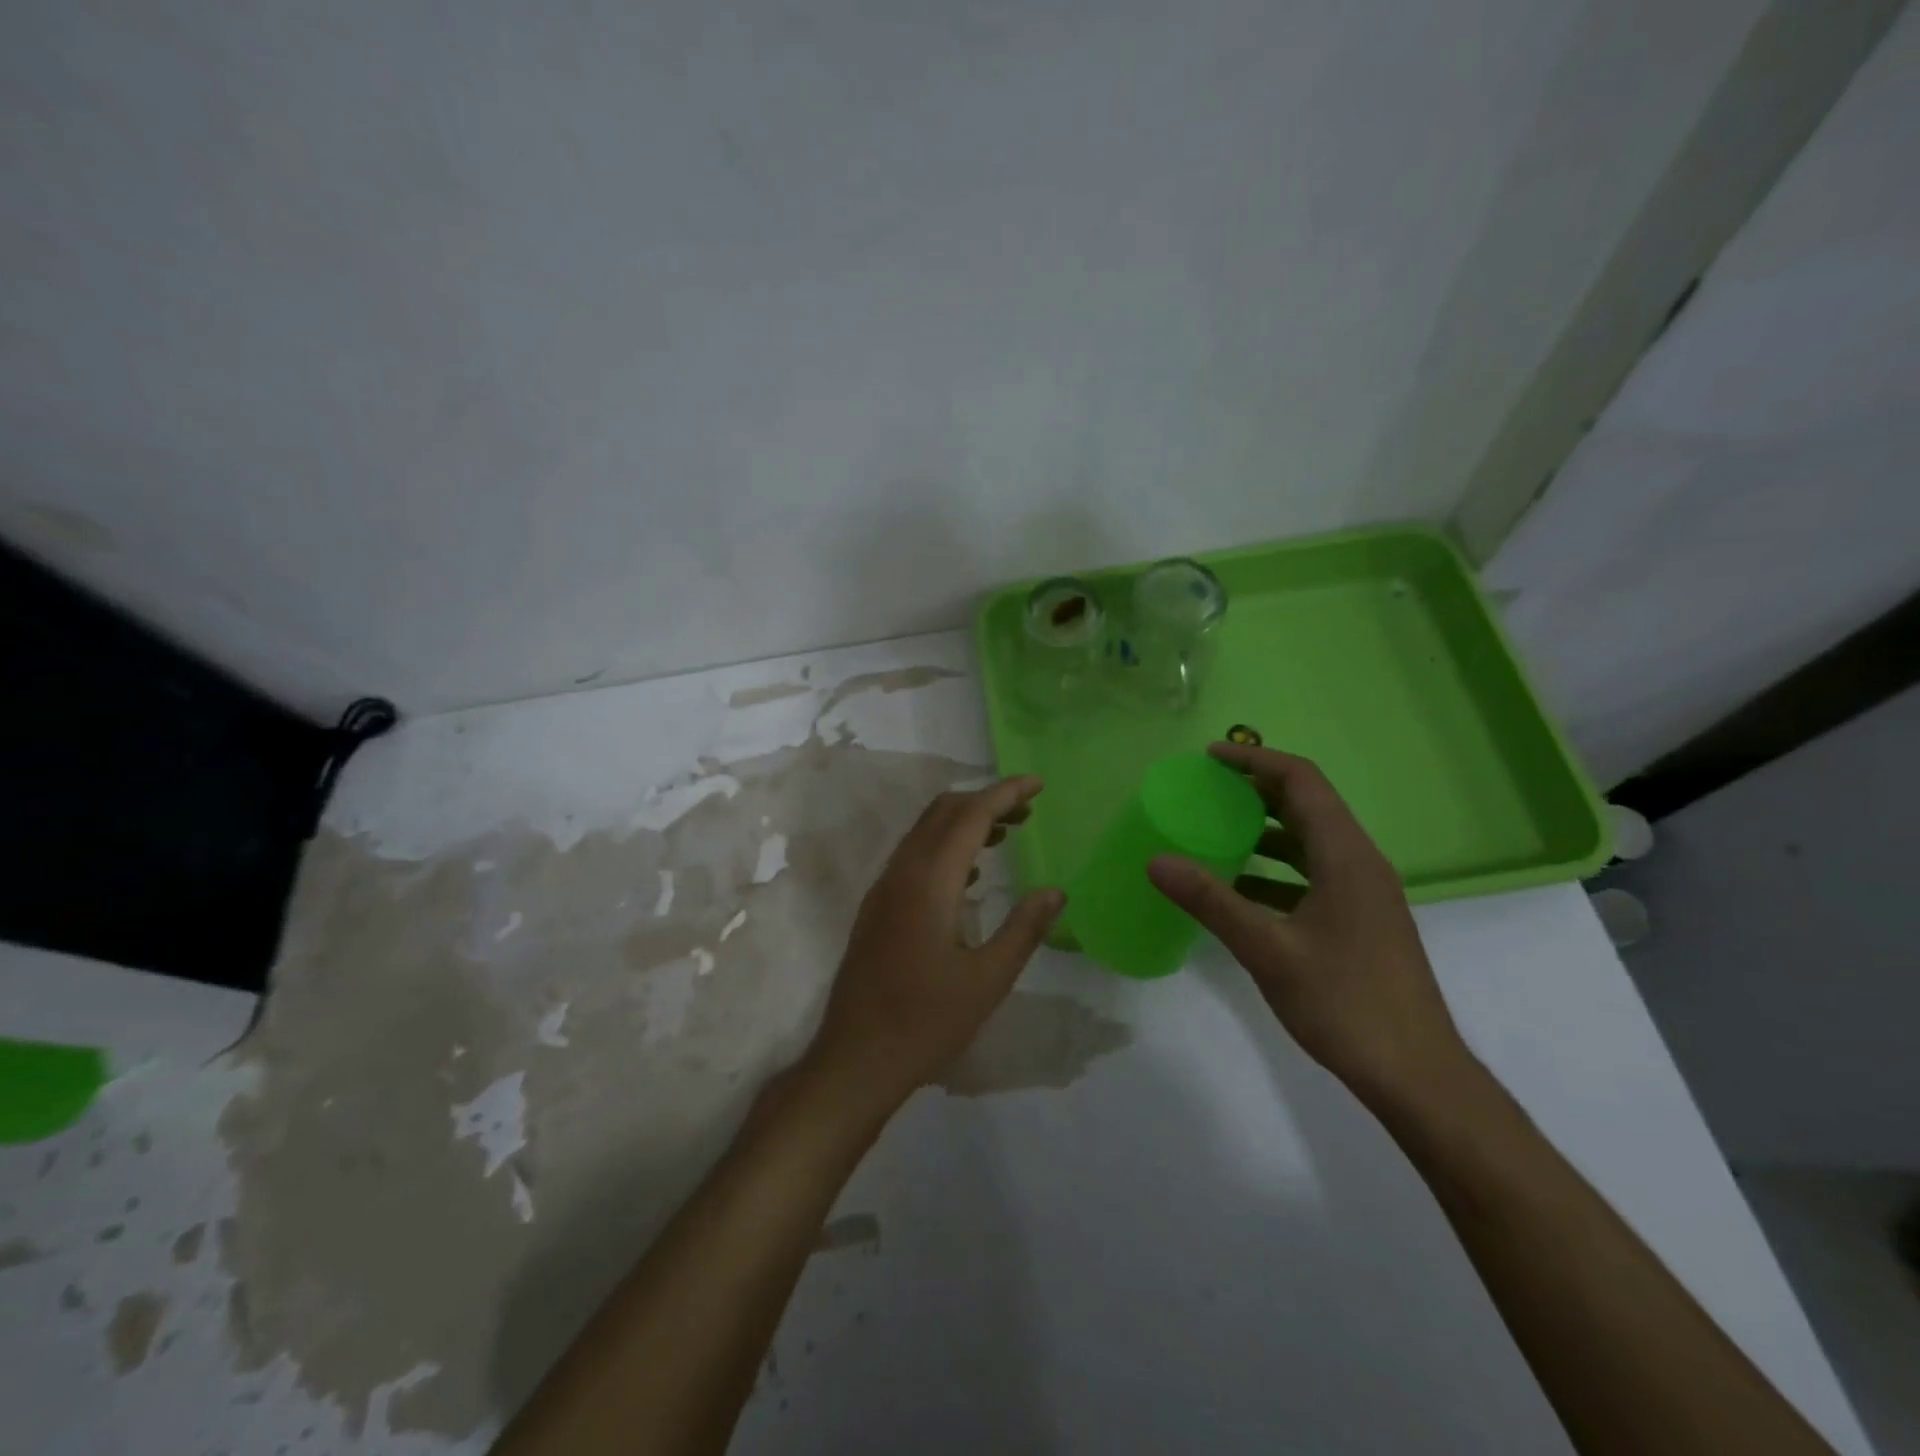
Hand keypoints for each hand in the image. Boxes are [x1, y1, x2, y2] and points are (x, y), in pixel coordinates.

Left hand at [803, 776, 1065, 1118]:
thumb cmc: (926, 1021)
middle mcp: (901, 872)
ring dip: (964, 822)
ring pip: (925, 832)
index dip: (1005, 793)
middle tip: (1028, 810)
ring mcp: (884, 888)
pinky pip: (914, 856)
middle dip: (986, 801)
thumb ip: (1024, 929)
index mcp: (929, 881)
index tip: (1039, 784)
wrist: (856, 1057)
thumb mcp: (988, 980)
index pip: (970, 815)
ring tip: (1007, 833)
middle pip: (943, 812)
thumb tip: (1055, 891)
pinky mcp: (877, 907)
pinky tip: (969, 874)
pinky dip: (945, 846)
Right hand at [1147, 744, 1470, 1105]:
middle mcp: (1360, 862)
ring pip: (1310, 840)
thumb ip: (1211, 900)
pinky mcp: (1360, 919)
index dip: (1254, 760)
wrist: (1416, 1074)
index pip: (1301, 781)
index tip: (1209, 758)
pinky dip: (1275, 869)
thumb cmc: (1345, 1003)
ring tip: (1214, 831)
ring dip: (1264, 829)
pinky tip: (1240, 889)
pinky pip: (1313, 873)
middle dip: (1255, 790)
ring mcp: (1364, 892)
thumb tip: (1156, 860)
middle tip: (1204, 790)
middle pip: (1307, 804)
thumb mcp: (1268, 949)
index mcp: (1346, 856)